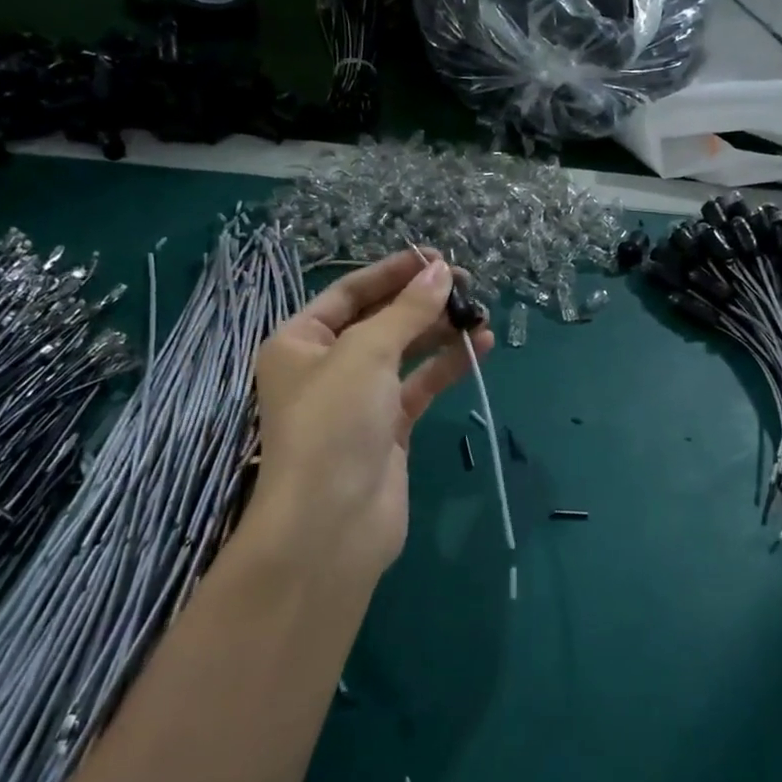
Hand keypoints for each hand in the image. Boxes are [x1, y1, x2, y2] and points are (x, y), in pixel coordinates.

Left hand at [244, 250, 492, 583]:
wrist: (331, 525)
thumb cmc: (333, 423)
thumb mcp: (366, 352)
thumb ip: (408, 310)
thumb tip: (443, 271)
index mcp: (300, 342)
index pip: (349, 292)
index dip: (393, 272)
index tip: (437, 257)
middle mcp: (327, 367)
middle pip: (380, 320)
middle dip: (422, 301)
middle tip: (469, 284)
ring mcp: (360, 400)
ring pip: (405, 352)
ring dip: (441, 332)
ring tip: (481, 314)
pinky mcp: (390, 428)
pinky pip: (421, 385)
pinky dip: (448, 365)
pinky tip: (480, 346)